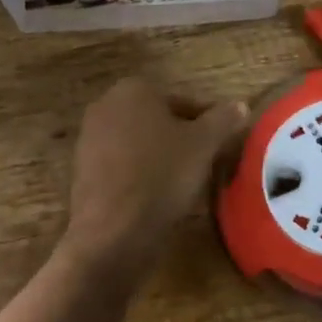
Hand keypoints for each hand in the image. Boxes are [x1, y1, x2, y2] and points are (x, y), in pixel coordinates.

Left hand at [63, 77, 246, 279]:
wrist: (112, 232)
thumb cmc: (162, 175)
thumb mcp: (204, 144)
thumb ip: (223, 120)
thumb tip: (239, 106)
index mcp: (134, 89)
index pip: (182, 101)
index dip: (206, 122)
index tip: (220, 144)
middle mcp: (105, 106)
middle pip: (158, 120)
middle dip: (181, 138)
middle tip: (204, 162)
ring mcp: (89, 140)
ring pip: (139, 144)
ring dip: (160, 157)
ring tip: (184, 183)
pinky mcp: (82, 173)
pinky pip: (122, 167)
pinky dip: (140, 177)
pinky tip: (157, 199)